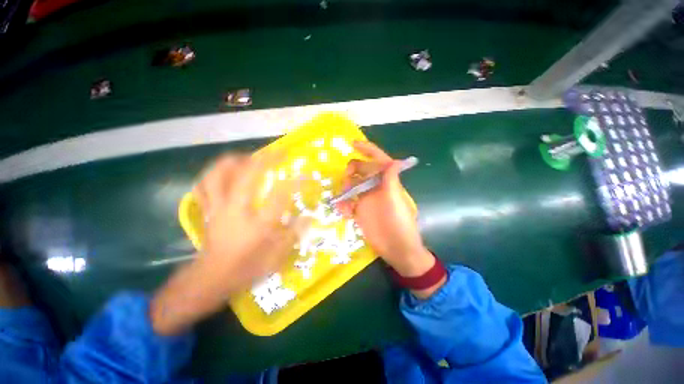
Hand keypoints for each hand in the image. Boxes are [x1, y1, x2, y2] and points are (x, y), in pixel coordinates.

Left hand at [150, 152, 309, 334]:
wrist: (211, 278)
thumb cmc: (246, 268)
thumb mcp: (277, 257)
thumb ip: (294, 234)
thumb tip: (309, 217)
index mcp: (258, 224)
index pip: (280, 196)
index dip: (295, 181)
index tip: (306, 174)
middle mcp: (236, 211)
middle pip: (248, 175)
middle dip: (266, 159)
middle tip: (279, 152)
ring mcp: (218, 207)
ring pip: (219, 174)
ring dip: (236, 160)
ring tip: (250, 157)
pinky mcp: (208, 209)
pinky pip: (204, 185)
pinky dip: (214, 174)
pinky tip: (225, 171)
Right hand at [337, 141, 434, 277]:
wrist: (396, 249)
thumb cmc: (400, 224)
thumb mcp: (396, 201)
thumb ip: (392, 181)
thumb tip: (393, 160)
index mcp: (387, 182)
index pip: (378, 160)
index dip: (367, 150)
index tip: (353, 144)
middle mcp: (376, 187)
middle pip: (361, 171)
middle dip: (352, 172)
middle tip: (347, 183)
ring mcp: (367, 199)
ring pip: (352, 186)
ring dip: (345, 190)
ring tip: (345, 201)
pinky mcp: (360, 211)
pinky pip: (348, 202)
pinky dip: (344, 205)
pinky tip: (344, 212)